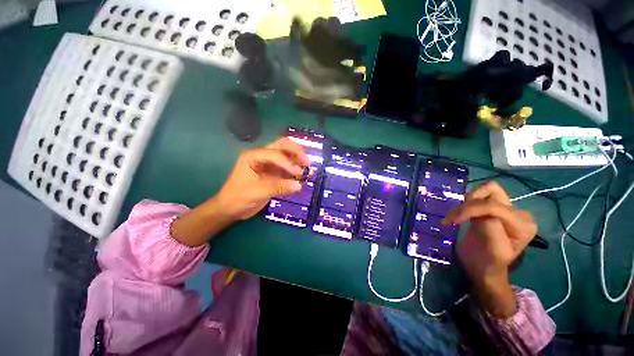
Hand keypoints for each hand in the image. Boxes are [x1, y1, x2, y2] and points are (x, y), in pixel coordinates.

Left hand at [171, 138, 308, 246]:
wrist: (231, 209)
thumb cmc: (238, 198)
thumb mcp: (257, 192)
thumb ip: (278, 187)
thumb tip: (299, 186)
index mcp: (254, 156)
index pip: (275, 153)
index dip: (288, 162)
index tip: (298, 173)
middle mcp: (263, 156)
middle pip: (283, 145)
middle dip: (296, 151)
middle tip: (307, 162)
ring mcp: (270, 164)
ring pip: (288, 155)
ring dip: (298, 160)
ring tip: (308, 168)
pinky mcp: (275, 173)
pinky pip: (289, 169)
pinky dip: (297, 170)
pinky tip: (304, 176)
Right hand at [443, 181, 536, 317]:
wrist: (483, 268)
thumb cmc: (488, 264)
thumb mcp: (493, 250)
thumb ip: (490, 227)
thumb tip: (476, 212)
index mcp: (523, 223)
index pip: (493, 206)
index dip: (470, 209)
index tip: (451, 221)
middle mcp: (517, 212)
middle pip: (491, 190)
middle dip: (469, 202)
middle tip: (454, 217)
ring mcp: (505, 209)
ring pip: (482, 191)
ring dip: (464, 203)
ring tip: (453, 218)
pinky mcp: (491, 209)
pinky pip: (477, 197)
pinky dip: (464, 204)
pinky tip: (457, 216)